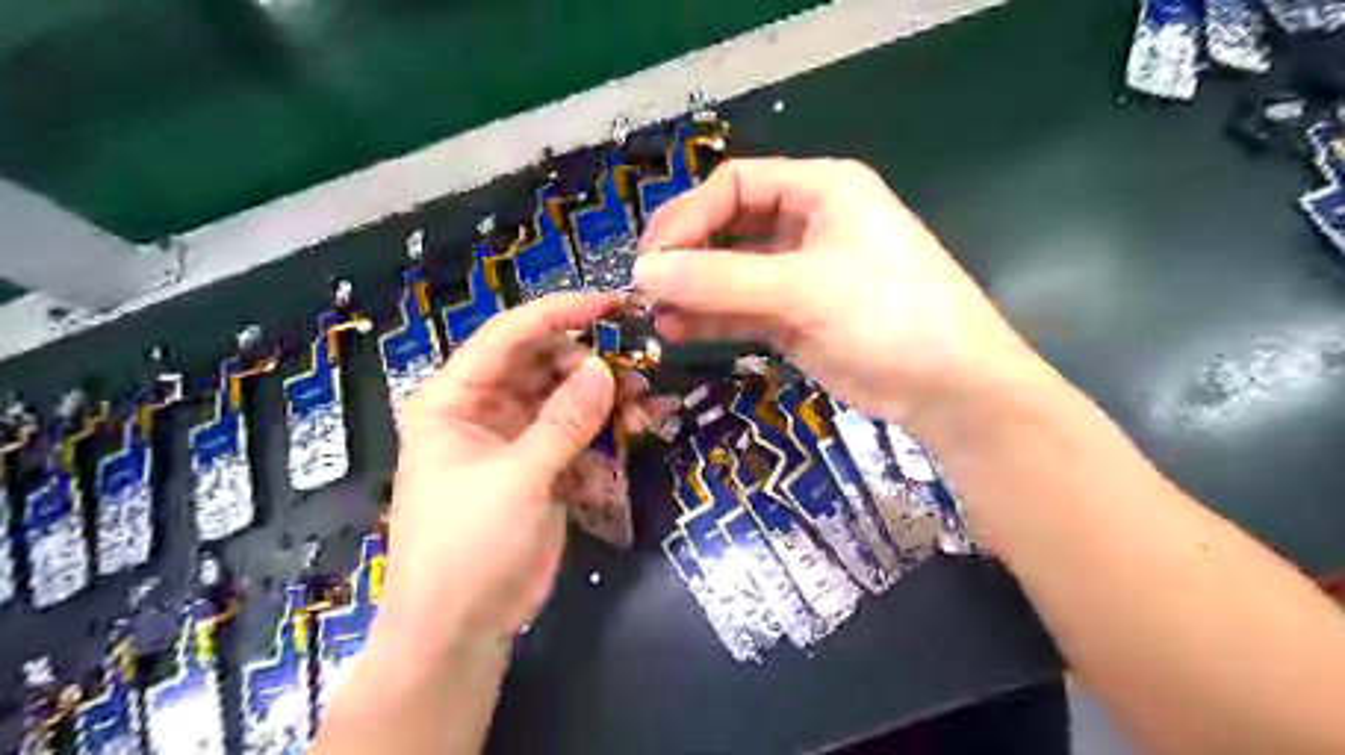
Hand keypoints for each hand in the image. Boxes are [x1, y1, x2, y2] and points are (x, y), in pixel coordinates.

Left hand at [376, 295, 618, 647]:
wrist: (461, 629)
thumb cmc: (467, 548)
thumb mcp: (516, 480)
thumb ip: (563, 422)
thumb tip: (604, 369)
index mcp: (455, 399)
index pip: (508, 336)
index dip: (559, 314)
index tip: (611, 305)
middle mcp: (484, 407)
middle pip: (543, 361)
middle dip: (590, 361)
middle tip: (638, 368)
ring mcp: (517, 435)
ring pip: (566, 394)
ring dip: (604, 394)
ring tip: (645, 402)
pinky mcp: (542, 463)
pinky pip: (578, 429)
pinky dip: (607, 425)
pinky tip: (641, 423)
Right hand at [638, 157, 1043, 427]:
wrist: (949, 388)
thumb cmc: (890, 314)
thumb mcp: (805, 288)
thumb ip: (721, 279)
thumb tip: (643, 272)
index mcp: (820, 189)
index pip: (735, 185)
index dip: (688, 216)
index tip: (651, 257)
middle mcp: (807, 224)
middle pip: (728, 227)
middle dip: (685, 255)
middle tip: (644, 287)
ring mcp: (799, 274)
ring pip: (731, 273)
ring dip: (692, 292)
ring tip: (652, 315)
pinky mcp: (794, 317)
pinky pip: (741, 310)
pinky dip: (710, 320)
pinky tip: (676, 332)